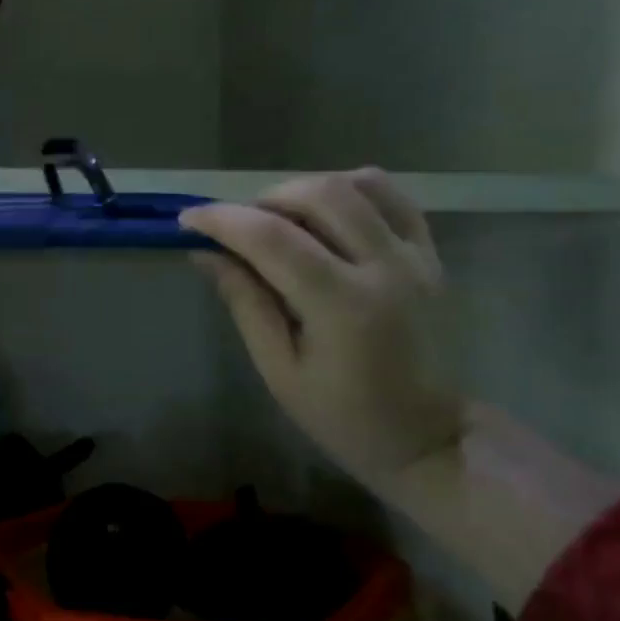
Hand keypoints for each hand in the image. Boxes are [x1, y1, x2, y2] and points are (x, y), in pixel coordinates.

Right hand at [181, 169, 466, 498]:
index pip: (271, 238)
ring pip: (358, 184)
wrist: (429, 437)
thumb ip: (245, 303)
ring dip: (305, 191)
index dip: (221, 220)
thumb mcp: (279, 369)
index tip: (187, 219)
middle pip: (318, 195)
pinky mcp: (432, 255)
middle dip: (262, 200)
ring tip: (279, 220)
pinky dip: (350, 192)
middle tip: (236, 228)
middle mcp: (384, 267)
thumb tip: (206, 254)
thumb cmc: (343, 416)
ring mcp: (416, 256)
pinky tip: (324, 217)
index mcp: (342, 305)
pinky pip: (392, 198)